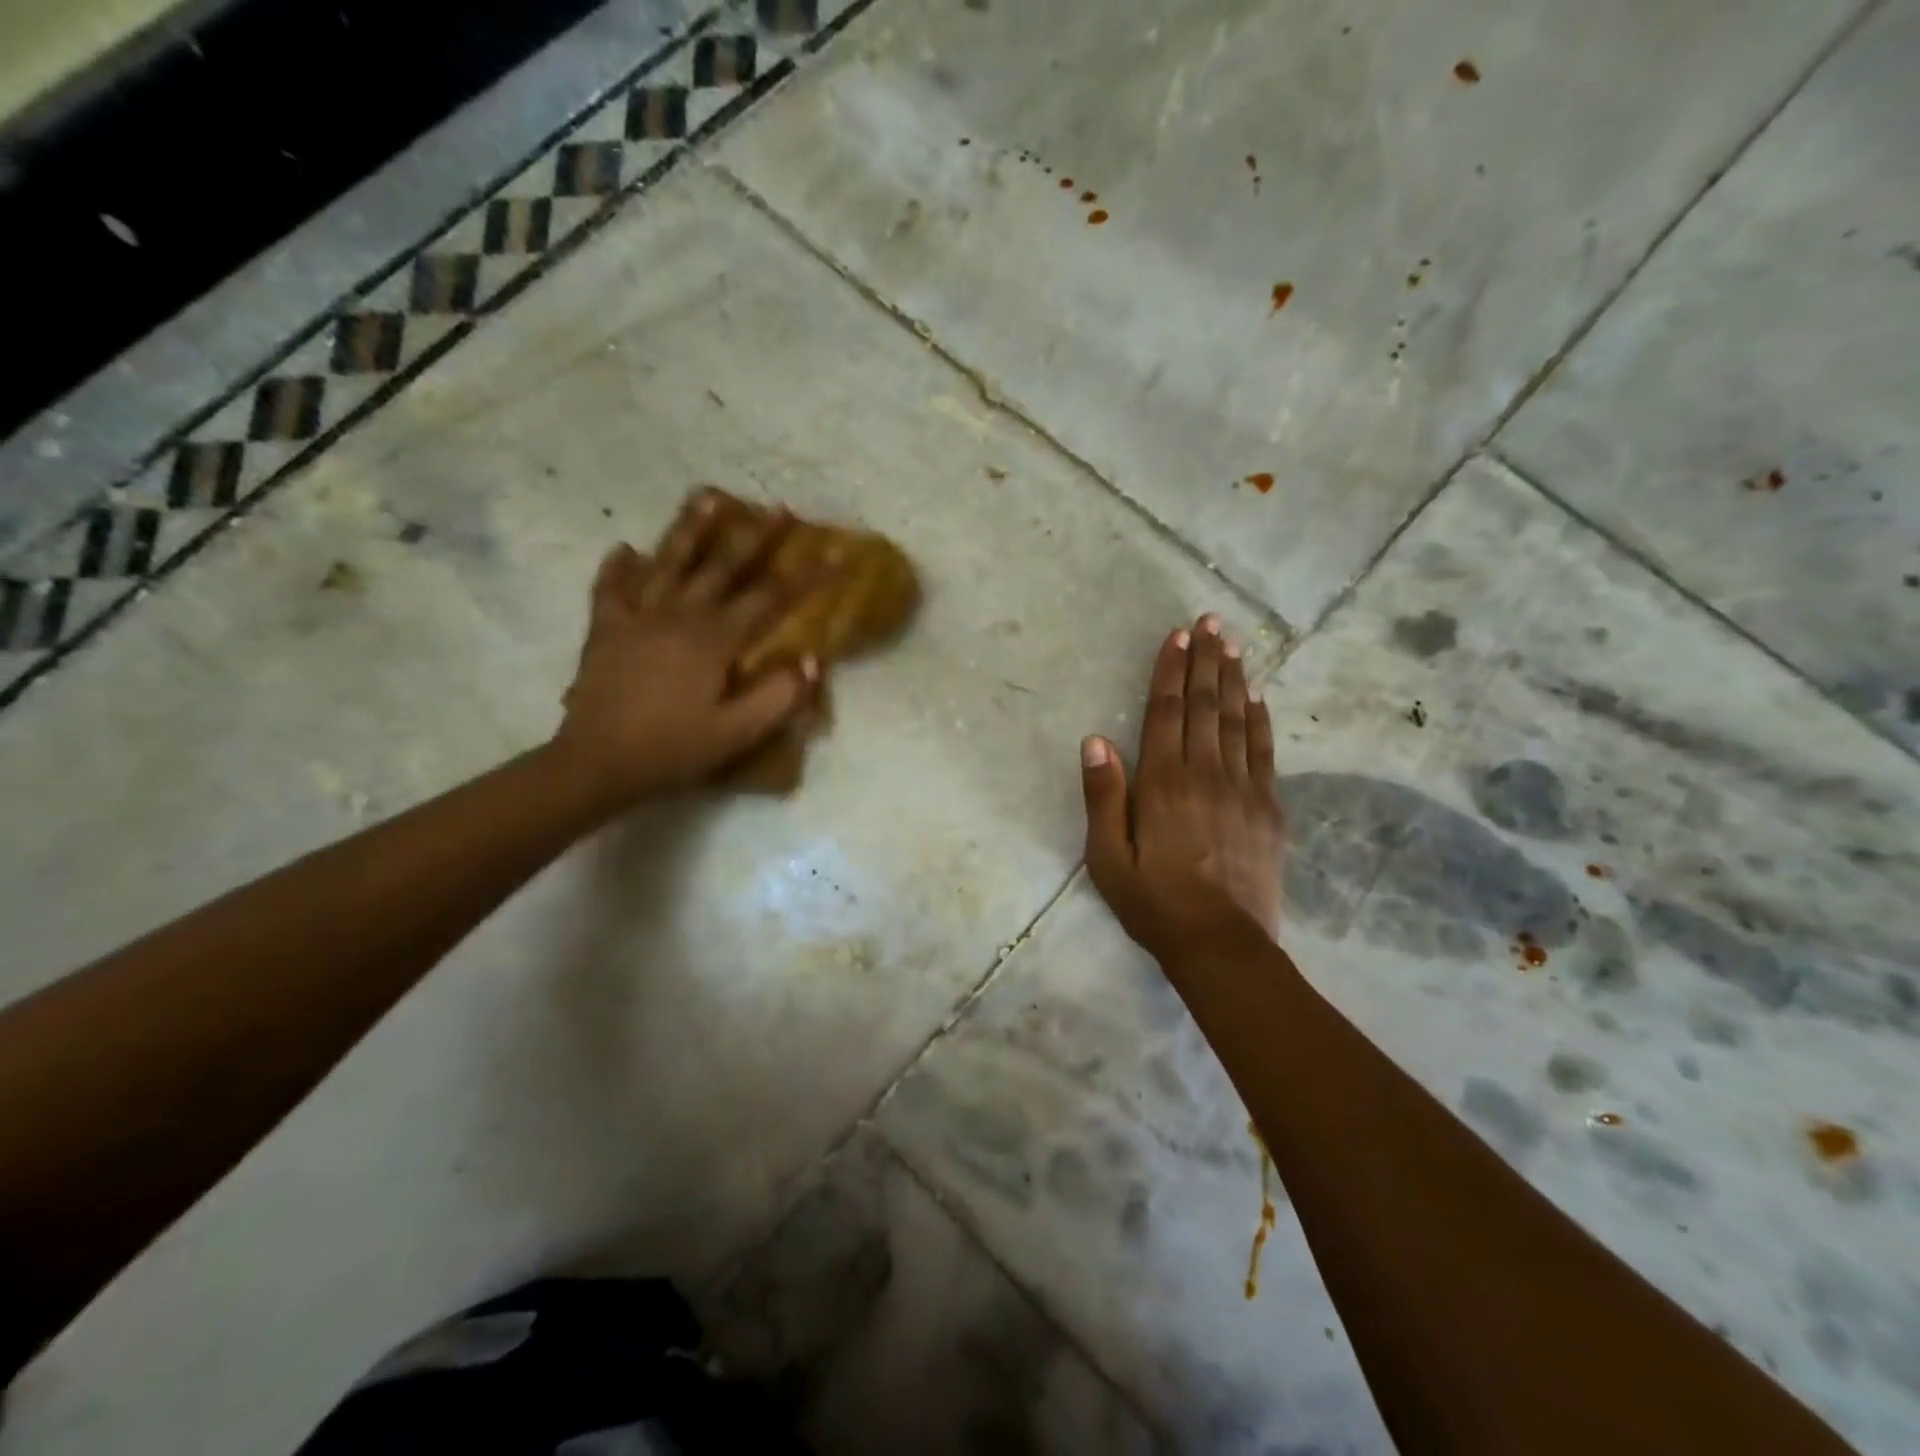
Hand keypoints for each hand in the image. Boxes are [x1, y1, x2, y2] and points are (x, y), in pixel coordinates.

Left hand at [553, 491, 817, 808]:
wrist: (598, 763)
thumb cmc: (673, 749)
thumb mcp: (737, 733)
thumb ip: (779, 696)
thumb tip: (811, 658)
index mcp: (714, 639)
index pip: (770, 598)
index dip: (806, 576)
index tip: (834, 553)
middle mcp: (678, 615)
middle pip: (722, 566)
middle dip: (755, 536)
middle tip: (777, 507)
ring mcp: (637, 617)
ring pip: (667, 561)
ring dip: (690, 528)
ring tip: (707, 496)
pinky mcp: (605, 629)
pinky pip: (611, 589)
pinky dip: (617, 567)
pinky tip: (625, 549)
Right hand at [1080, 614, 1284, 965]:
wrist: (1221, 944)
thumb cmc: (1154, 902)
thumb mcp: (1107, 858)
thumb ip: (1102, 797)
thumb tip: (1095, 740)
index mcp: (1162, 783)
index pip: (1165, 712)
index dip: (1170, 671)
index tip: (1178, 636)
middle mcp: (1205, 774)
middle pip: (1204, 705)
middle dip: (1206, 660)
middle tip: (1212, 621)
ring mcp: (1243, 789)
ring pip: (1236, 720)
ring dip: (1234, 679)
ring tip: (1234, 644)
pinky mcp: (1268, 808)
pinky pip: (1263, 752)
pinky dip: (1259, 720)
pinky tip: (1258, 697)